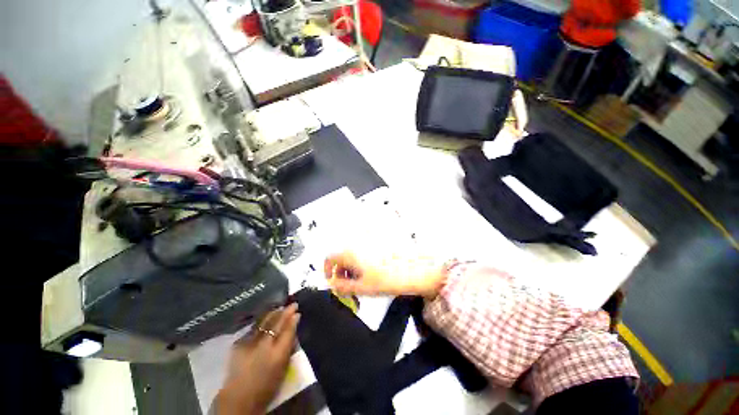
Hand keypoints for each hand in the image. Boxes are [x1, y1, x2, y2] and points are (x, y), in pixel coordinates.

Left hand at [215, 304, 299, 414]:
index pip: (288, 330)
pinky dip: (260, 324)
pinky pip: (253, 329)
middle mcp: (264, 345)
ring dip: (273, 314)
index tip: (297, 311)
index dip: (293, 319)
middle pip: (276, 323)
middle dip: (285, 312)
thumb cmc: (266, 386)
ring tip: (279, 309)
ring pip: (264, 322)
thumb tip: (294, 328)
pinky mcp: (238, 344)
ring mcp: (249, 343)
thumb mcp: (283, 368)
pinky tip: (264, 321)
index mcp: (277, 354)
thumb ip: (289, 347)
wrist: (238, 398)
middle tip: (292, 305)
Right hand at [324, 251, 445, 298]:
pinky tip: (370, 273)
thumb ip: (342, 288)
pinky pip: (362, 253)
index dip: (328, 271)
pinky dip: (361, 263)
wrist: (412, 270)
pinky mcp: (377, 245)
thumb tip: (332, 286)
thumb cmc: (387, 279)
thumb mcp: (362, 287)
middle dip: (341, 272)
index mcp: (351, 253)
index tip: (333, 283)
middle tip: (349, 286)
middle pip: (341, 257)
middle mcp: (358, 245)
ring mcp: (368, 244)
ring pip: (352, 255)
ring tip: (360, 282)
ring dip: (351, 268)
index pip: (329, 258)